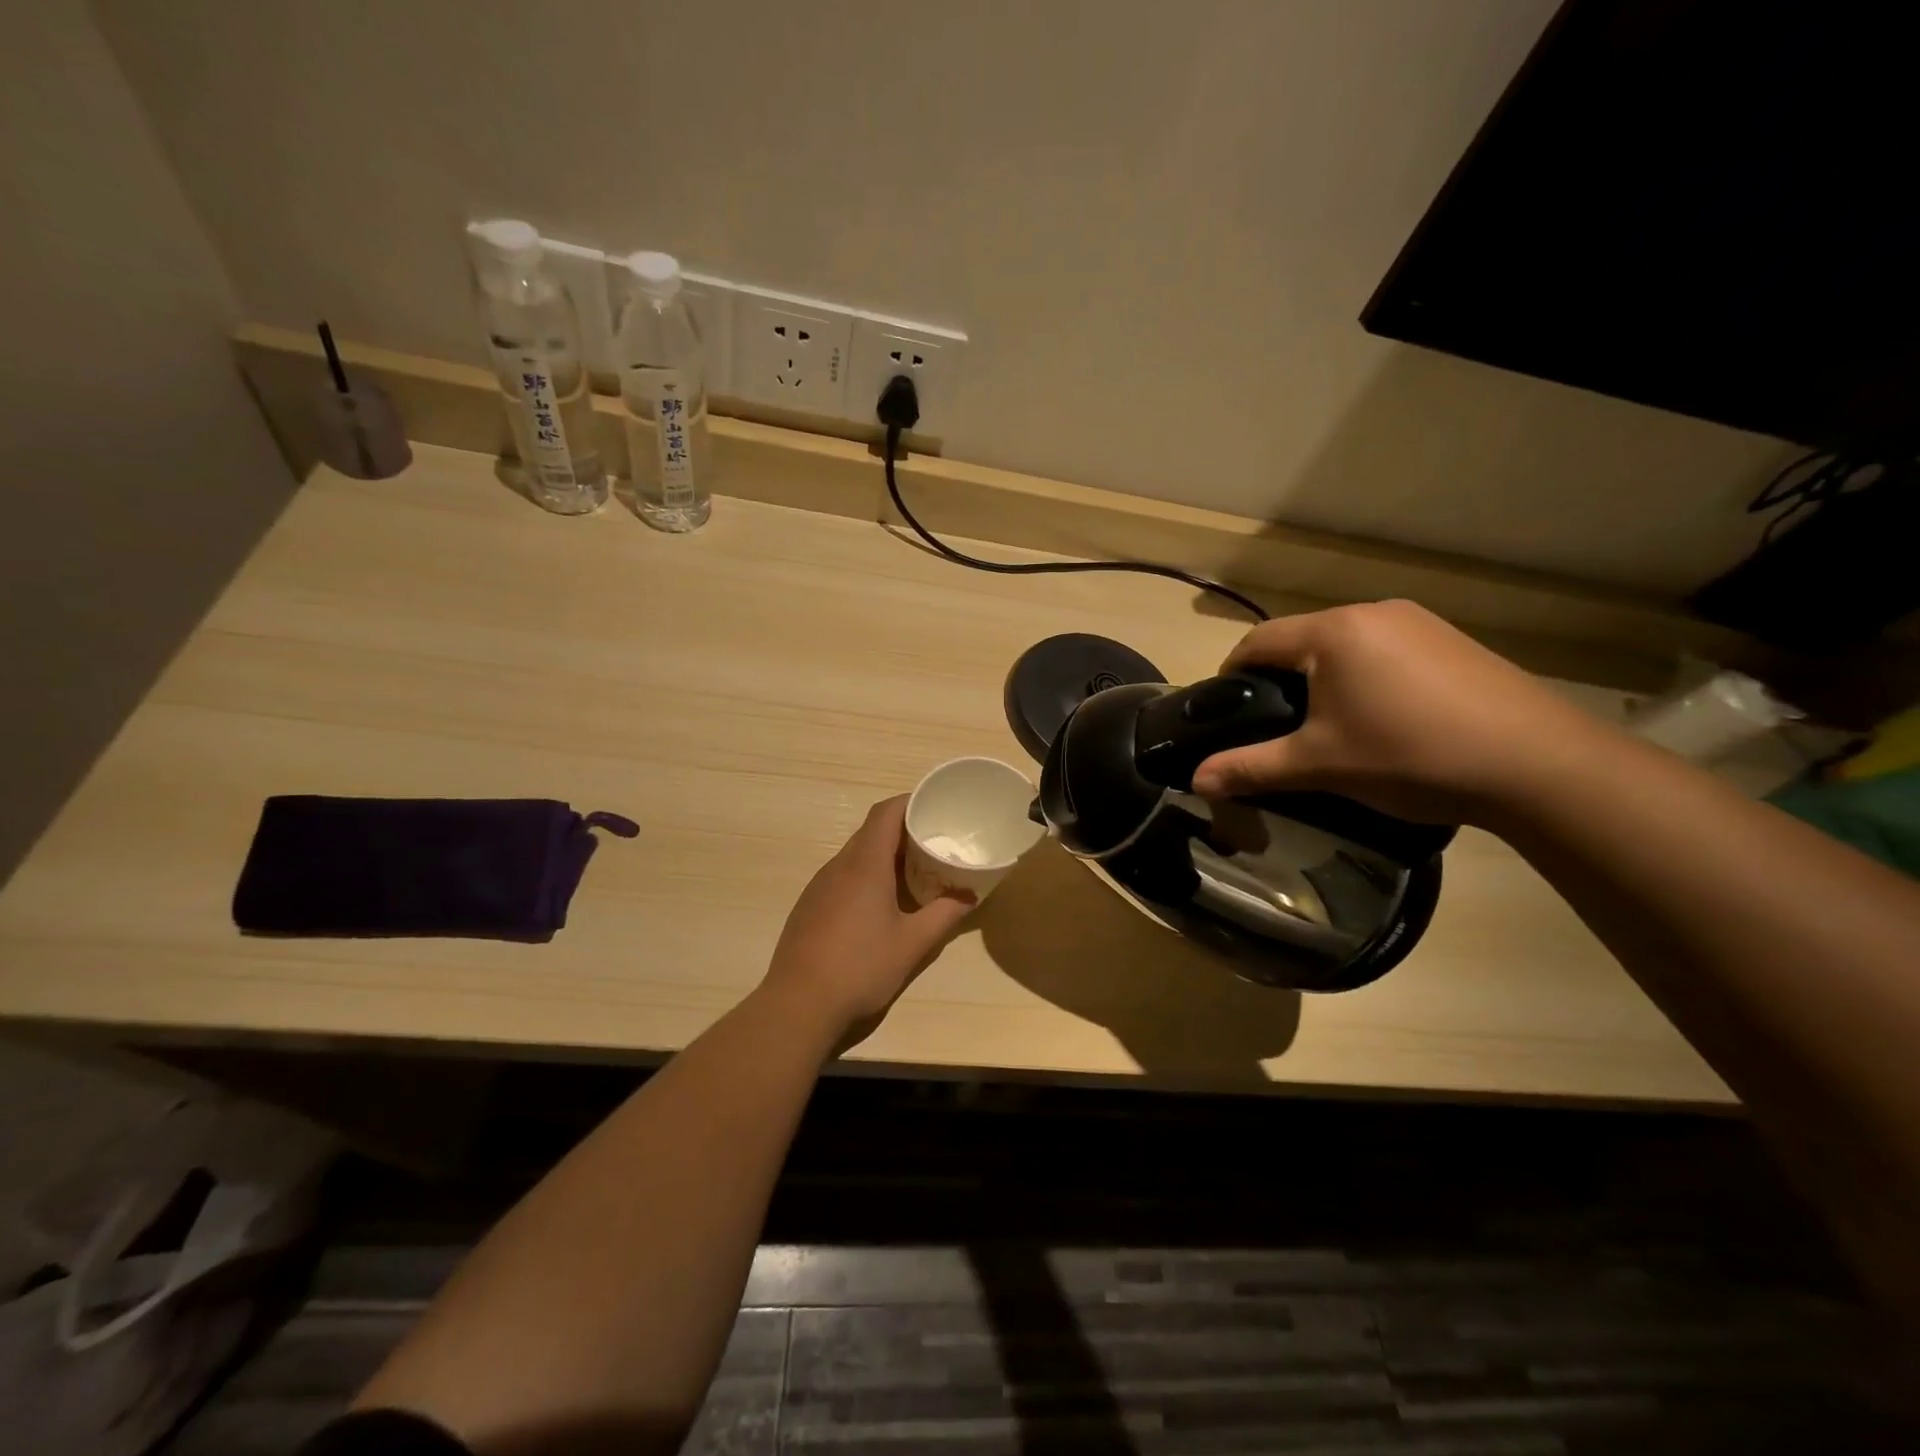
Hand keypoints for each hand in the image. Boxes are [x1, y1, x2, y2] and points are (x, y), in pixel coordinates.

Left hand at [759, 796, 974, 1040]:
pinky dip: (865, 878)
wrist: (798, 1005)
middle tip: (934, 846)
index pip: (885, 813)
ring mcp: (819, 886)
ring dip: (884, 857)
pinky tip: (879, 907)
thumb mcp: (912, 944)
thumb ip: (944, 915)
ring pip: (855, 856)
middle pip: (871, 832)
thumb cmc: (861, 967)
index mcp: (865, 864)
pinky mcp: (809, 907)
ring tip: (913, 875)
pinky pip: (842, 877)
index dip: (910, 803)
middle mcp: (838, 866)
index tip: (935, 808)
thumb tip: (969, 896)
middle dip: (903, 833)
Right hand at [1190, 600, 1610, 825]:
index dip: (1232, 672)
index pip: (1258, 640)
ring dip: (1322, 677)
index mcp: (1333, 632)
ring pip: (1344, 645)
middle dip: (1279, 678)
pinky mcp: (1451, 641)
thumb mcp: (1320, 765)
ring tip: (1327, 725)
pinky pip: (1383, 650)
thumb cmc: (1410, 755)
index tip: (1226, 710)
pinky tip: (1382, 717)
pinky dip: (1364, 676)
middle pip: (1301, 640)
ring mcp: (1418, 623)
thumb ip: (1252, 768)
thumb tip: (1195, 781)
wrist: (1537, 764)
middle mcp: (1372, 613)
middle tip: (1275, 726)